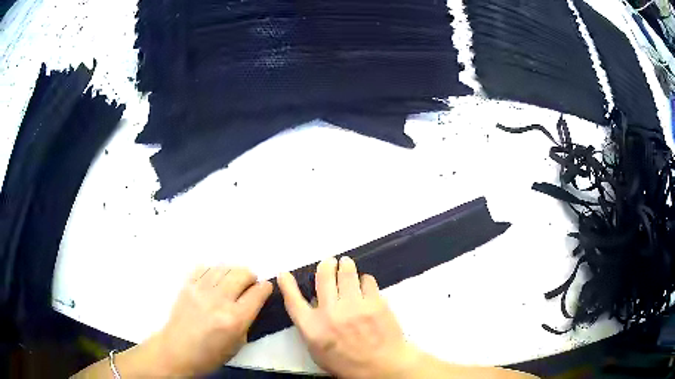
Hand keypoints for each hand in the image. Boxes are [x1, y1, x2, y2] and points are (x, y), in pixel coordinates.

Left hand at [151, 266, 272, 375]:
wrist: (177, 351)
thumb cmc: (210, 355)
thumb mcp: (238, 344)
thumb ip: (247, 321)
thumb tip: (252, 303)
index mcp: (235, 319)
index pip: (257, 293)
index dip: (265, 288)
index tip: (265, 289)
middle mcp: (219, 300)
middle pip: (241, 273)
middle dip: (250, 276)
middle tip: (249, 285)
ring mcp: (200, 290)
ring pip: (224, 267)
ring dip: (232, 272)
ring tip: (231, 282)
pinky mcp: (187, 285)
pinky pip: (204, 267)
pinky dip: (213, 271)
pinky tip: (214, 281)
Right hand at [278, 257, 420, 378]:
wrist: (381, 367)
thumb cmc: (347, 363)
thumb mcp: (318, 351)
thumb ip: (312, 328)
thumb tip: (314, 305)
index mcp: (312, 328)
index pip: (293, 300)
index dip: (287, 284)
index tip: (284, 273)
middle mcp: (330, 313)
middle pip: (323, 277)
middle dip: (326, 265)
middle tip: (330, 262)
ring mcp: (354, 306)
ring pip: (347, 273)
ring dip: (345, 265)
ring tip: (346, 262)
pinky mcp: (375, 303)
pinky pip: (367, 281)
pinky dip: (364, 279)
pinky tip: (364, 283)